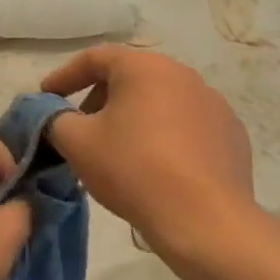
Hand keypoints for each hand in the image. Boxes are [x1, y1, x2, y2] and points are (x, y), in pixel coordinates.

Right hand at [40, 46, 252, 249]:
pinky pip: (188, 126)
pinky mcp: (232, 135)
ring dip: (134, 117)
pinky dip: (166, 136)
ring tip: (119, 151)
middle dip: (100, 98)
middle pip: (130, 77)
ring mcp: (213, 104)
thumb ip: (55, 119)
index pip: (95, 58)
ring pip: (161, 101)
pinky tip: (157, 168)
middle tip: (81, 127)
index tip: (46, 97)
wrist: (205, 220)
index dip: (65, 76)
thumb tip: (53, 115)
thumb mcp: (77, 143)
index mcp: (144, 67)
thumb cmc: (133, 169)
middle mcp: (182, 74)